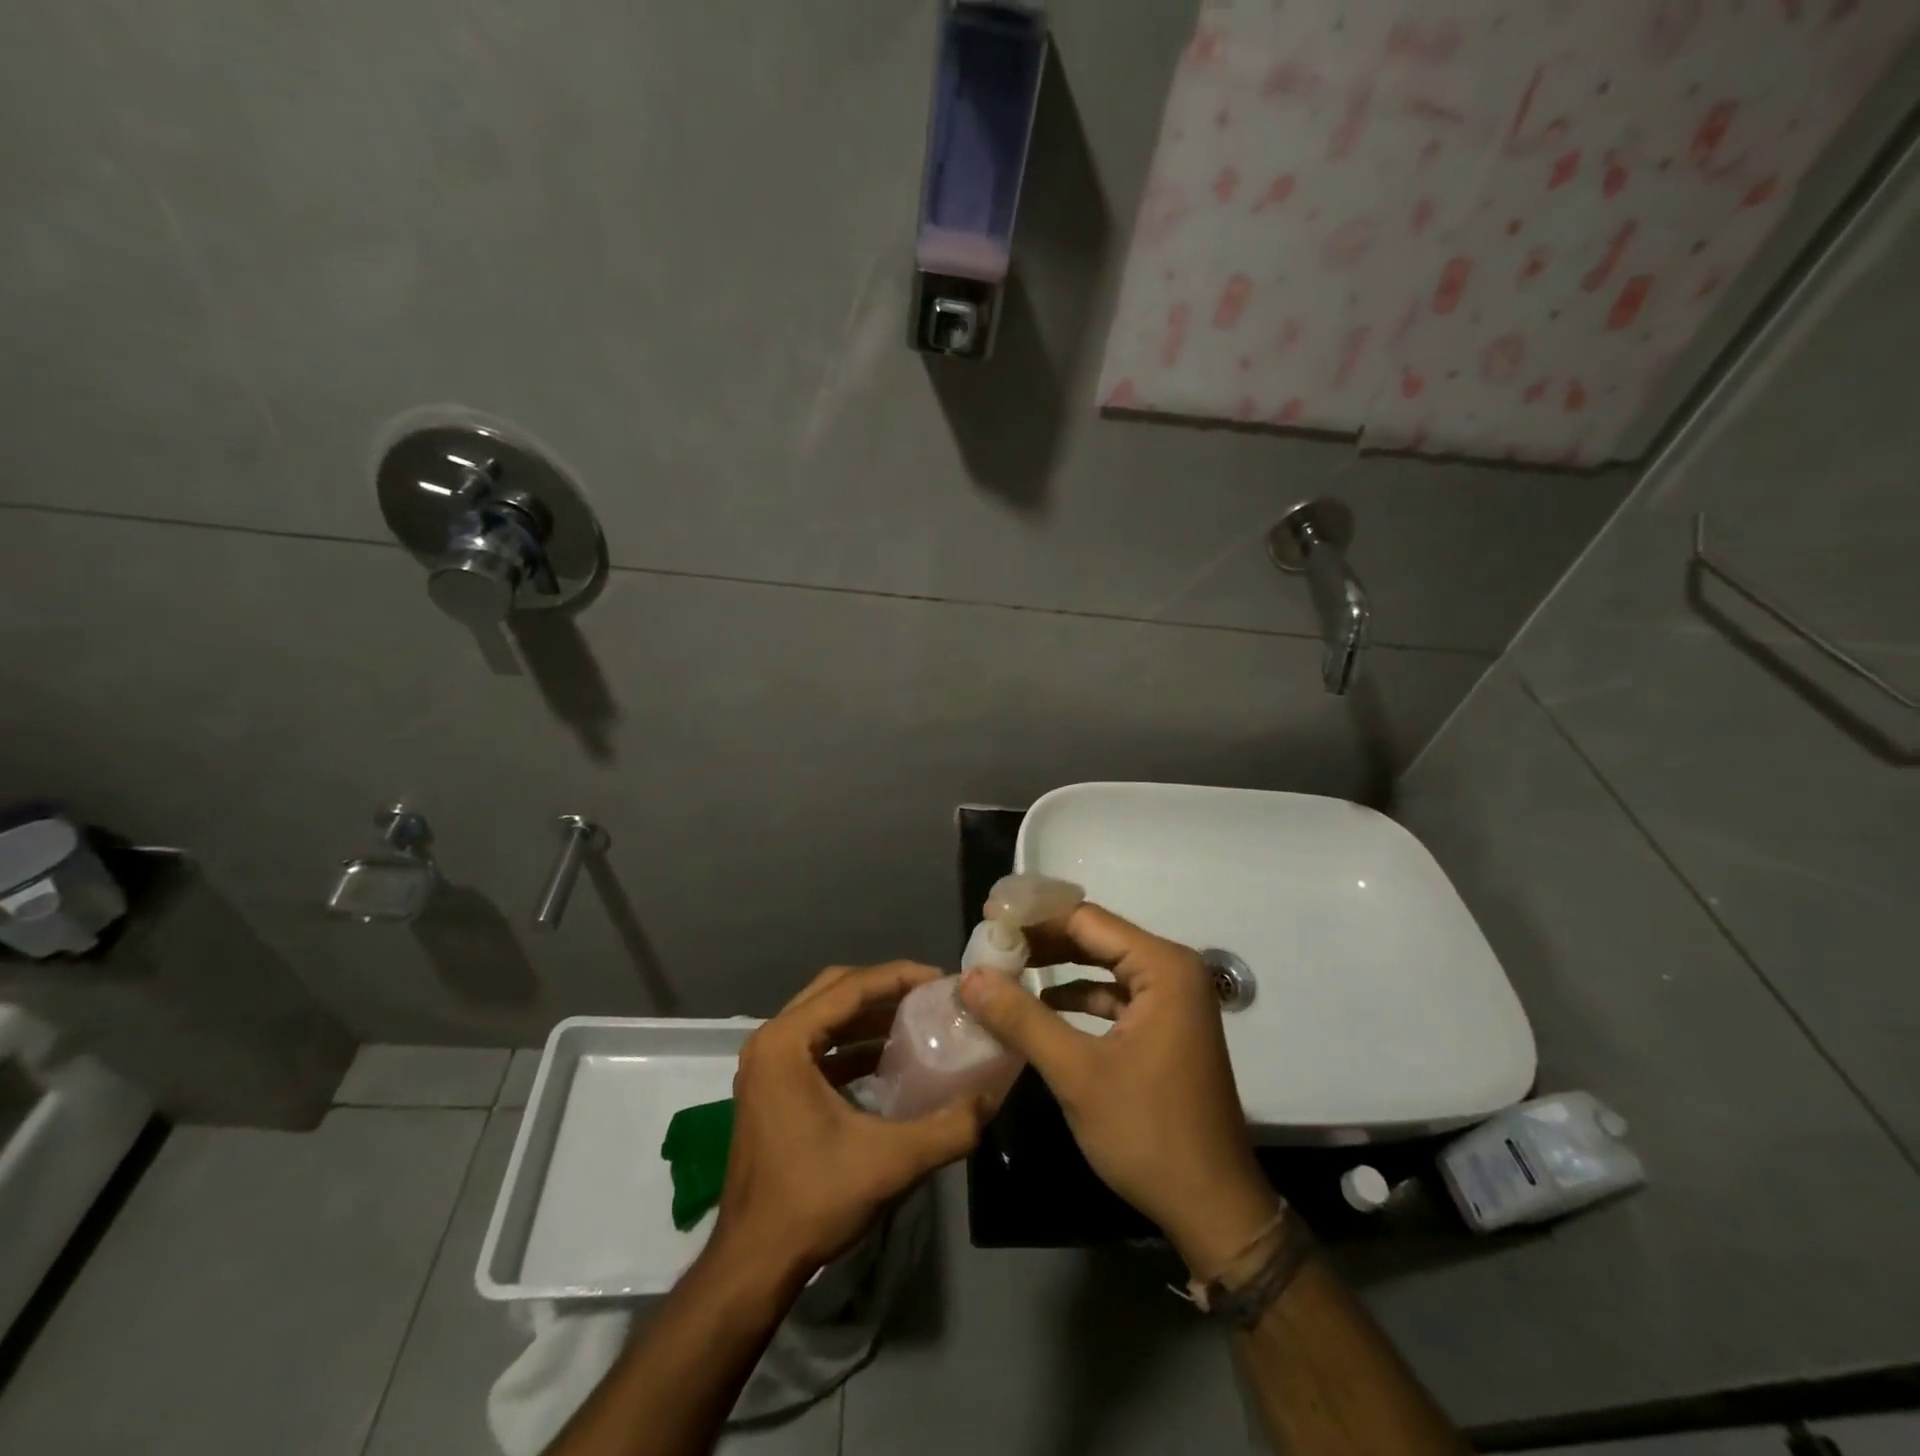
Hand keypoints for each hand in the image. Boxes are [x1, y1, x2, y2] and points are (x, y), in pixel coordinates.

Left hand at [709, 962, 991, 1292]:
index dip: (899, 976)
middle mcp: (770, 1042)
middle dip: (884, 987)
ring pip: (823, 1016)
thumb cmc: (813, 1201)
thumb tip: (991, 1096)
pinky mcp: (771, 1089)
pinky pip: (816, 1045)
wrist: (753, 1264)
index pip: (850, 987)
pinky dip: (851, 1043)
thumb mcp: (890, 1161)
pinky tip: (887, 1059)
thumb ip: (948, 1127)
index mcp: (785, 1042)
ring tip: (916, 1019)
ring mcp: (766, 1066)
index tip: (940, 979)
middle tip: (928, 995)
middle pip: (833, 990)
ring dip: (868, 1014)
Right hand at [957, 905, 1277, 1277]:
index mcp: (1163, 967)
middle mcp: (1173, 971)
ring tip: (1005, 970)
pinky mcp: (1167, 1027)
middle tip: (990, 944)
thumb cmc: (1148, 1134)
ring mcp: (1173, 1000)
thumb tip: (970, 976)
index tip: (987, 919)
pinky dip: (1078, 997)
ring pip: (1103, 965)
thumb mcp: (1077, 1074)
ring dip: (1056, 968)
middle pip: (1095, 937)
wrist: (1213, 1209)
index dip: (1033, 917)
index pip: (1086, 920)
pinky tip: (1041, 1007)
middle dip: (1042, 941)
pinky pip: (1115, 995)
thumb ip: (1022, 1018)